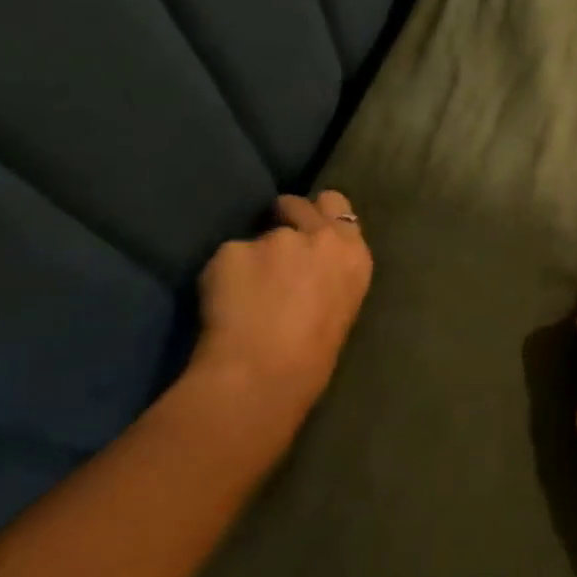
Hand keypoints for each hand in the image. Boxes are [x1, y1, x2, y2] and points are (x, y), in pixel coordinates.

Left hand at [190, 191, 373, 428]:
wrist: (264, 373)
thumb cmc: (314, 356)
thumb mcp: (341, 305)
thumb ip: (328, 273)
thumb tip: (306, 269)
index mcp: (353, 255)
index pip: (337, 206)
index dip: (318, 215)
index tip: (307, 230)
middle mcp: (319, 237)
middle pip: (298, 202)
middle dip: (285, 215)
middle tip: (273, 248)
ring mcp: (274, 239)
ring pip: (258, 237)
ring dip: (253, 257)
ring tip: (246, 293)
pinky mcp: (232, 249)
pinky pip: (226, 257)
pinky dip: (224, 275)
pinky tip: (225, 305)